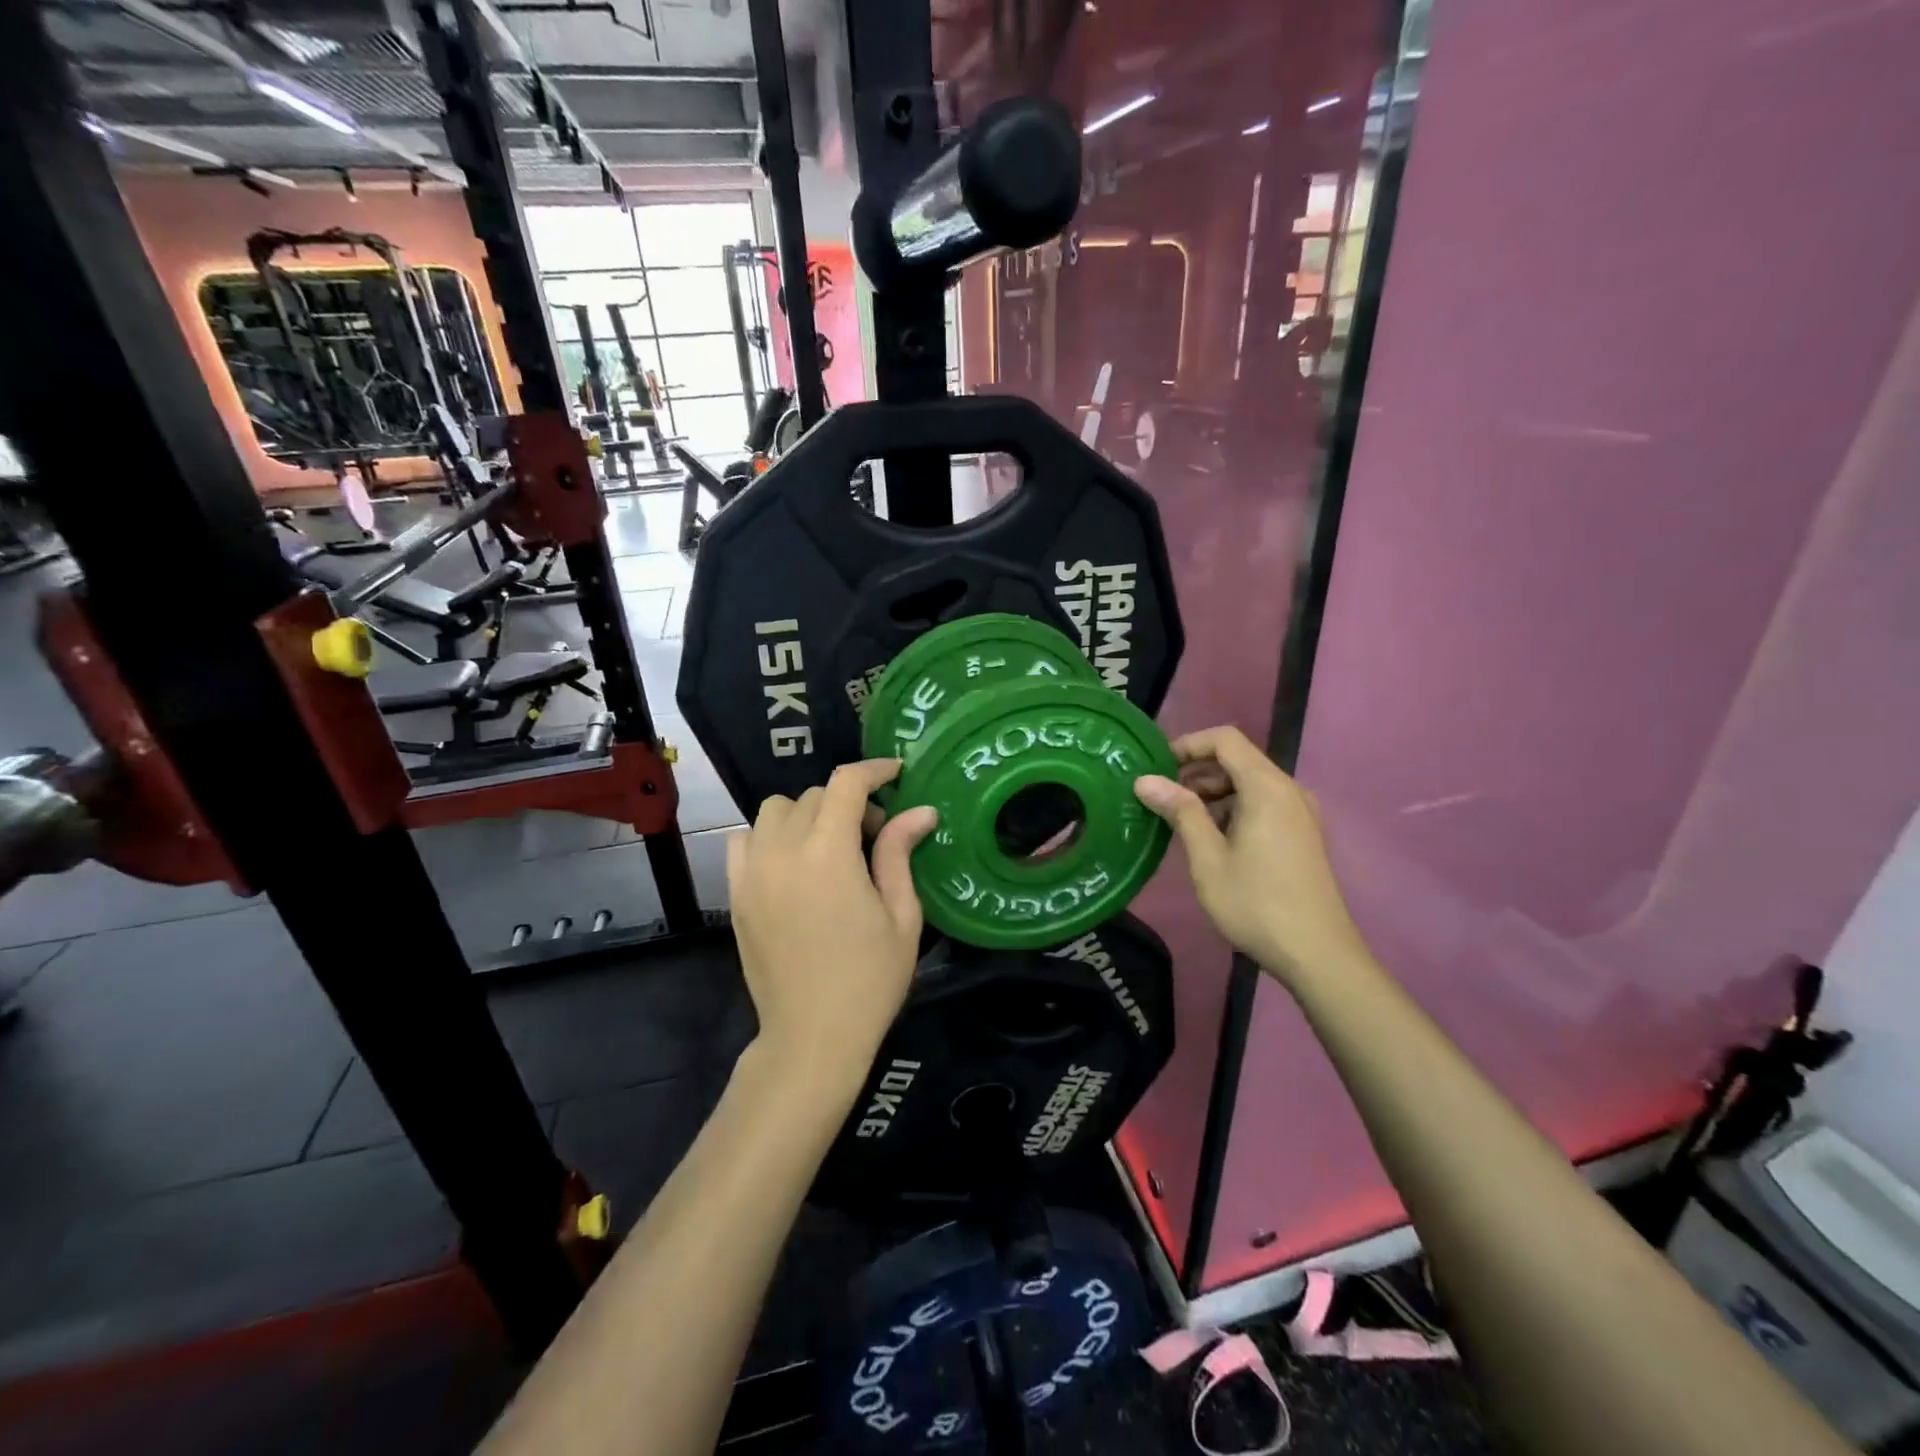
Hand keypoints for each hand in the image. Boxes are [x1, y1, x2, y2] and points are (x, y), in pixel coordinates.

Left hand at [728, 760, 937, 1100]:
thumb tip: (921, 810)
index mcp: (829, 854)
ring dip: (806, 814)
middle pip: (813, 796)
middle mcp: (783, 851)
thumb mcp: (901, 916)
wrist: (812, 1036)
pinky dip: (768, 836)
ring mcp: (752, 872)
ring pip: (774, 811)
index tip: (895, 773)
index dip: (873, 770)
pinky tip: (791, 863)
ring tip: (829, 847)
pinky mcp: (736, 893)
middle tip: (873, 836)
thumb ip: (900, 854)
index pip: (845, 785)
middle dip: (847, 803)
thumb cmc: (870, 979)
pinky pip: (744, 840)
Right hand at [1134, 726, 1367, 985]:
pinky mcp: (1302, 833)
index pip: (1225, 739)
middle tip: (1161, 797)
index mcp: (1267, 787)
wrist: (1317, 954)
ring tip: (1181, 820)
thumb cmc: (1256, 903)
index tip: (1157, 767)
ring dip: (1213, 791)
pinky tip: (1212, 839)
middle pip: (1238, 759)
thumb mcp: (1207, 858)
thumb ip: (1179, 811)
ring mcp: (1300, 812)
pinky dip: (1233, 808)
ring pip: (1250, 782)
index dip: (1188, 744)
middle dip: (1197, 770)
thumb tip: (1145, 780)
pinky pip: (1263, 803)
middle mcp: (1289, 790)